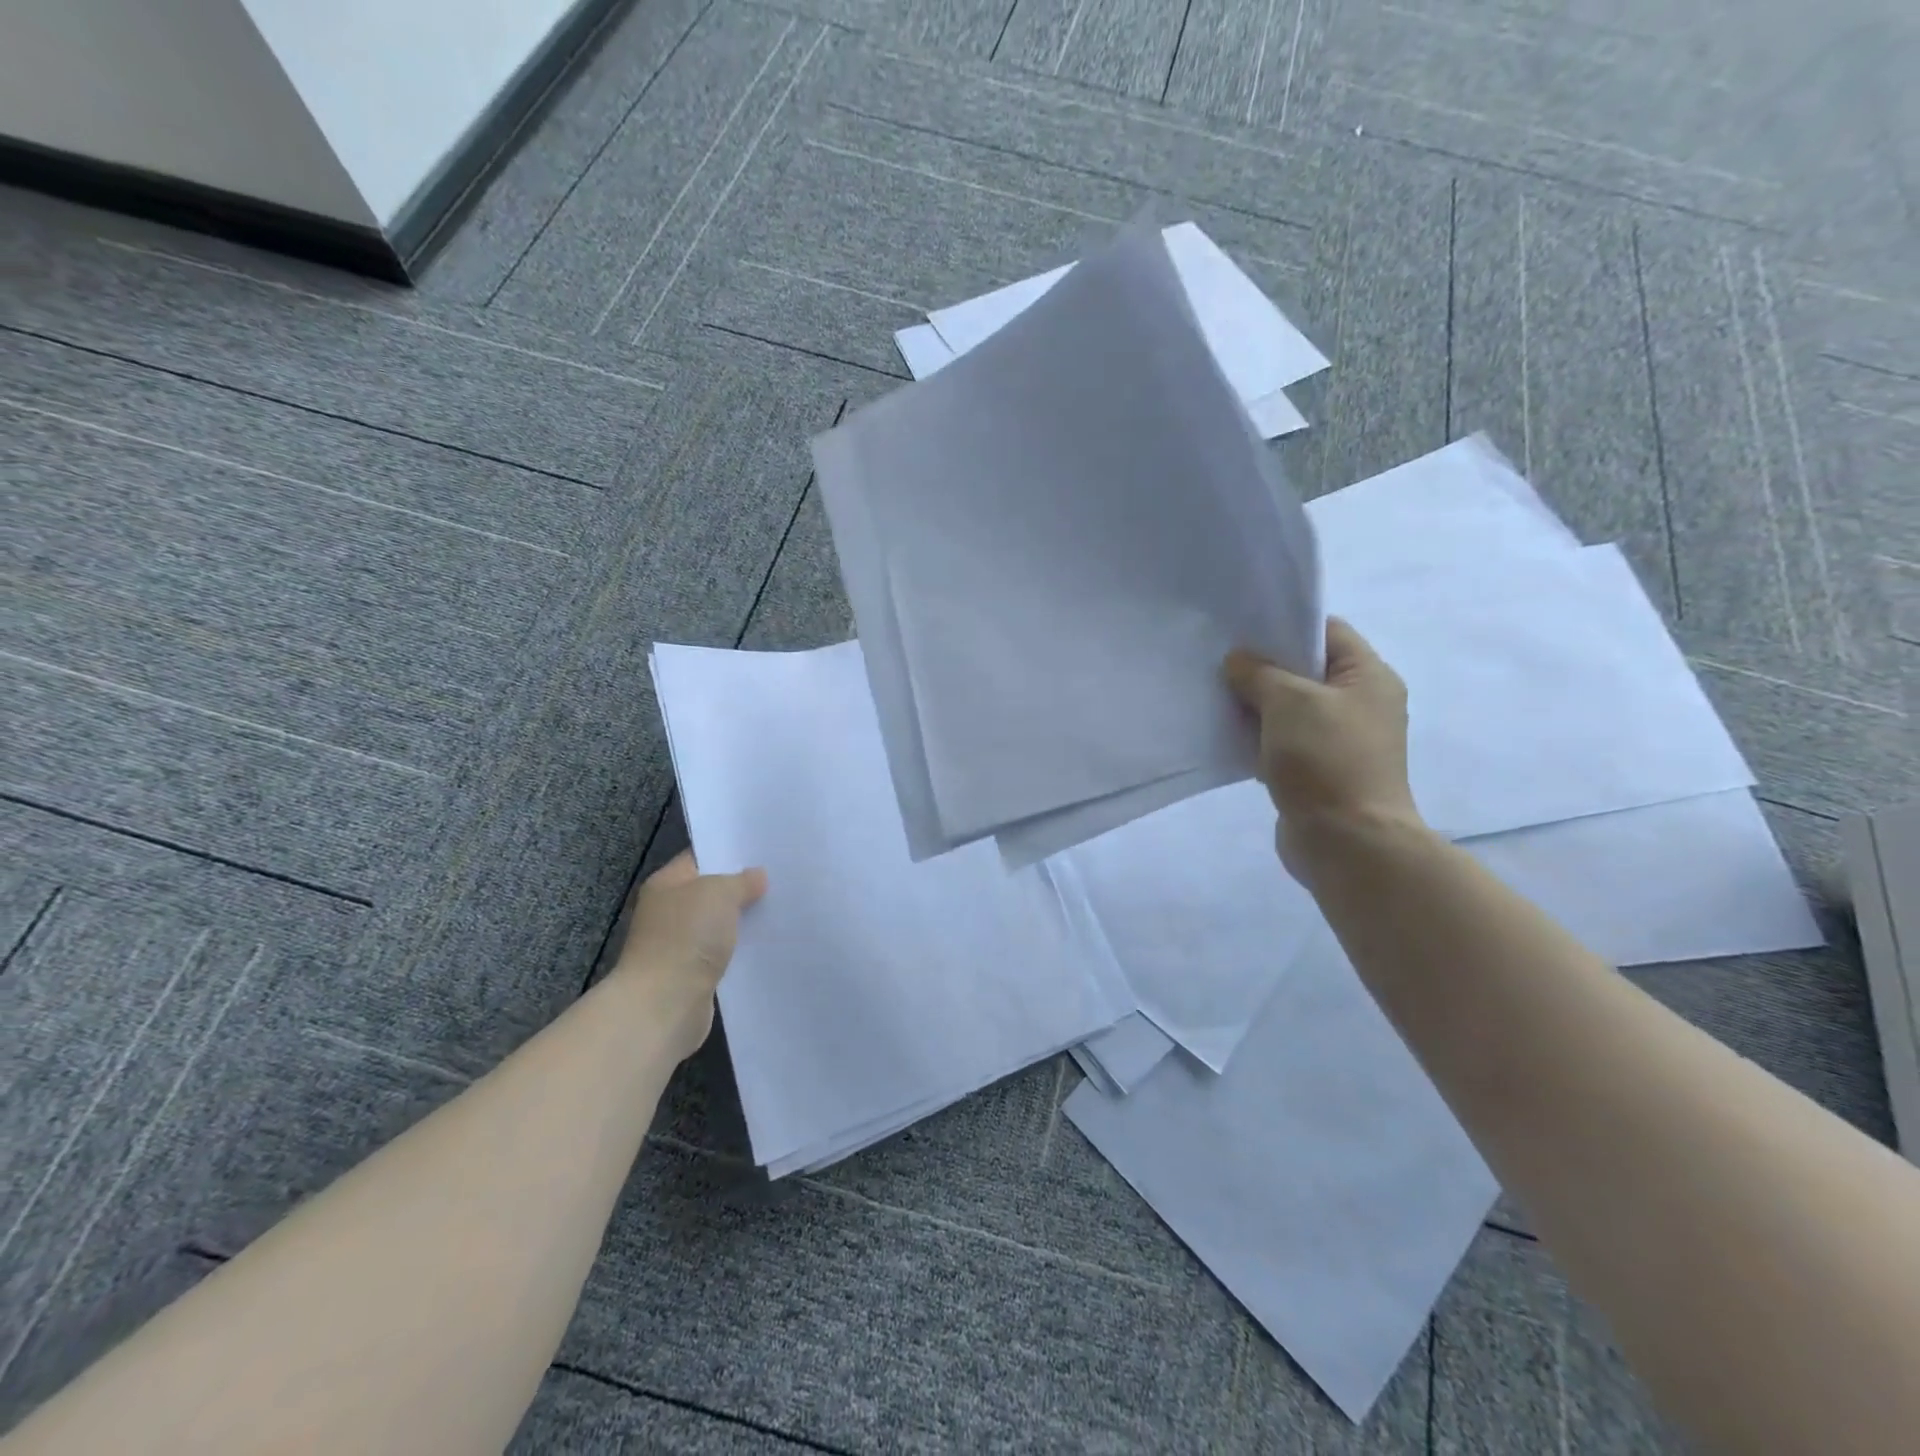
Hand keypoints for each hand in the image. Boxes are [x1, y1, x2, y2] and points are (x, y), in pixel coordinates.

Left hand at [611, 851, 766, 1057]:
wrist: (664, 1004)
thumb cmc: (686, 937)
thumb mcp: (719, 893)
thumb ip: (742, 881)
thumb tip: (757, 876)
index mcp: (667, 883)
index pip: (701, 857)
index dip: (731, 852)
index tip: (765, 851)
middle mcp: (669, 910)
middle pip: (712, 891)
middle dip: (743, 887)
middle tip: (781, 878)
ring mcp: (679, 944)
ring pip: (719, 924)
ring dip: (744, 920)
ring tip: (782, 908)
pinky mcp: (693, 974)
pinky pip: (723, 952)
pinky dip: (741, 949)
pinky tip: (768, 943)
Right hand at [1224, 618, 1423, 876]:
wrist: (1347, 843)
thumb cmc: (1326, 760)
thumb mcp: (1289, 702)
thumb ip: (1259, 673)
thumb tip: (1238, 661)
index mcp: (1368, 677)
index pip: (1327, 632)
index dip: (1286, 626)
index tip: (1242, 631)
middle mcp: (1359, 704)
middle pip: (1305, 671)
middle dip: (1262, 667)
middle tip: (1220, 663)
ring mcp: (1339, 741)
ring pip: (1289, 709)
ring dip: (1256, 705)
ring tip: (1216, 696)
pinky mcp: (1318, 771)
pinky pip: (1282, 742)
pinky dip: (1258, 737)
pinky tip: (1226, 735)